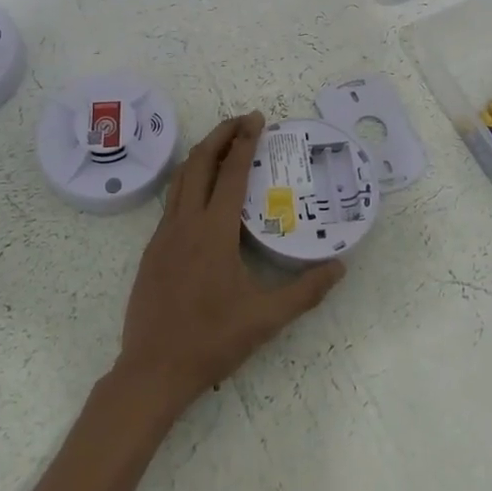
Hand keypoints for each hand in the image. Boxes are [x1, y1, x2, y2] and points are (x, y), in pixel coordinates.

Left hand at [114, 112, 344, 418]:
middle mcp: (185, 223)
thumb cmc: (211, 341)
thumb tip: (340, 266)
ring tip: (222, 144)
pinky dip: (188, 181)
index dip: (245, 142)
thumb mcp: (266, 319)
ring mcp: (163, 234)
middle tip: (243, 121)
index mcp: (213, 232)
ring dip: (202, 154)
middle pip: (200, 162)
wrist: (152, 370)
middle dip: (220, 135)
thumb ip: (305, 291)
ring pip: (180, 178)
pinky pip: (172, 201)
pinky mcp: (152, 249)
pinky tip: (201, 192)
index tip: (257, 119)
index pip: (231, 173)